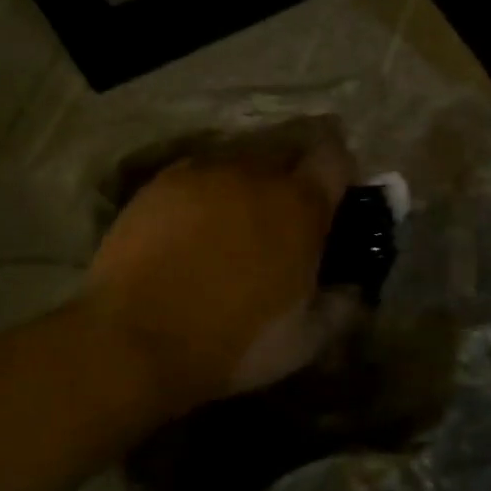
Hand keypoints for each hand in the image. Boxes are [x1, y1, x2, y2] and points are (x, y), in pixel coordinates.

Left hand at [82, 117, 358, 407]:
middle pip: (288, 150)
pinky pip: (199, 173)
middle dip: (294, 174)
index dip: (340, 172)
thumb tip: (354, 289)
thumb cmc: (234, 341)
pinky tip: (194, 224)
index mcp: (301, 205)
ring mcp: (205, 173)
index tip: (335, 198)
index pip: (335, 157)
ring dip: (250, 181)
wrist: (135, 340)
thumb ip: (342, 305)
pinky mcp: (162, 183)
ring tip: (236, 219)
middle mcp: (256, 173)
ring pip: (241, 158)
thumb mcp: (307, 339)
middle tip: (285, 215)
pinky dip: (208, 191)